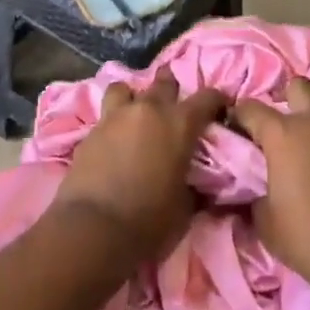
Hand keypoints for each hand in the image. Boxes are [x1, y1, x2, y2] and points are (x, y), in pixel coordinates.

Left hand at [52, 71, 227, 260]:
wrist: (95, 227)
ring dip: (134, 97)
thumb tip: (193, 182)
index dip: (216, 100)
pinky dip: (113, 123)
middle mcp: (149, 110)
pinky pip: (105, 115)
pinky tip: (113, 141)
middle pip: (164, 83)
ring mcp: (116, 117)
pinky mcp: (90, 131)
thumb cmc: (150, 220)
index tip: (219, 108)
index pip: (207, 97)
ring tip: (135, 114)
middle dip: (172, 89)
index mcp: (180, 124)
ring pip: (126, 88)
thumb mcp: (185, 206)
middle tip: (174, 106)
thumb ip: (192, 183)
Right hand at [235, 78, 309, 291]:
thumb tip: (257, 186)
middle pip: (299, 87)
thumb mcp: (264, 219)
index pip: (250, 108)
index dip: (239, 116)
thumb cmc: (305, 236)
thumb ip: (256, 191)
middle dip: (287, 98)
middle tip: (280, 126)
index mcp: (283, 134)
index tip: (235, 130)